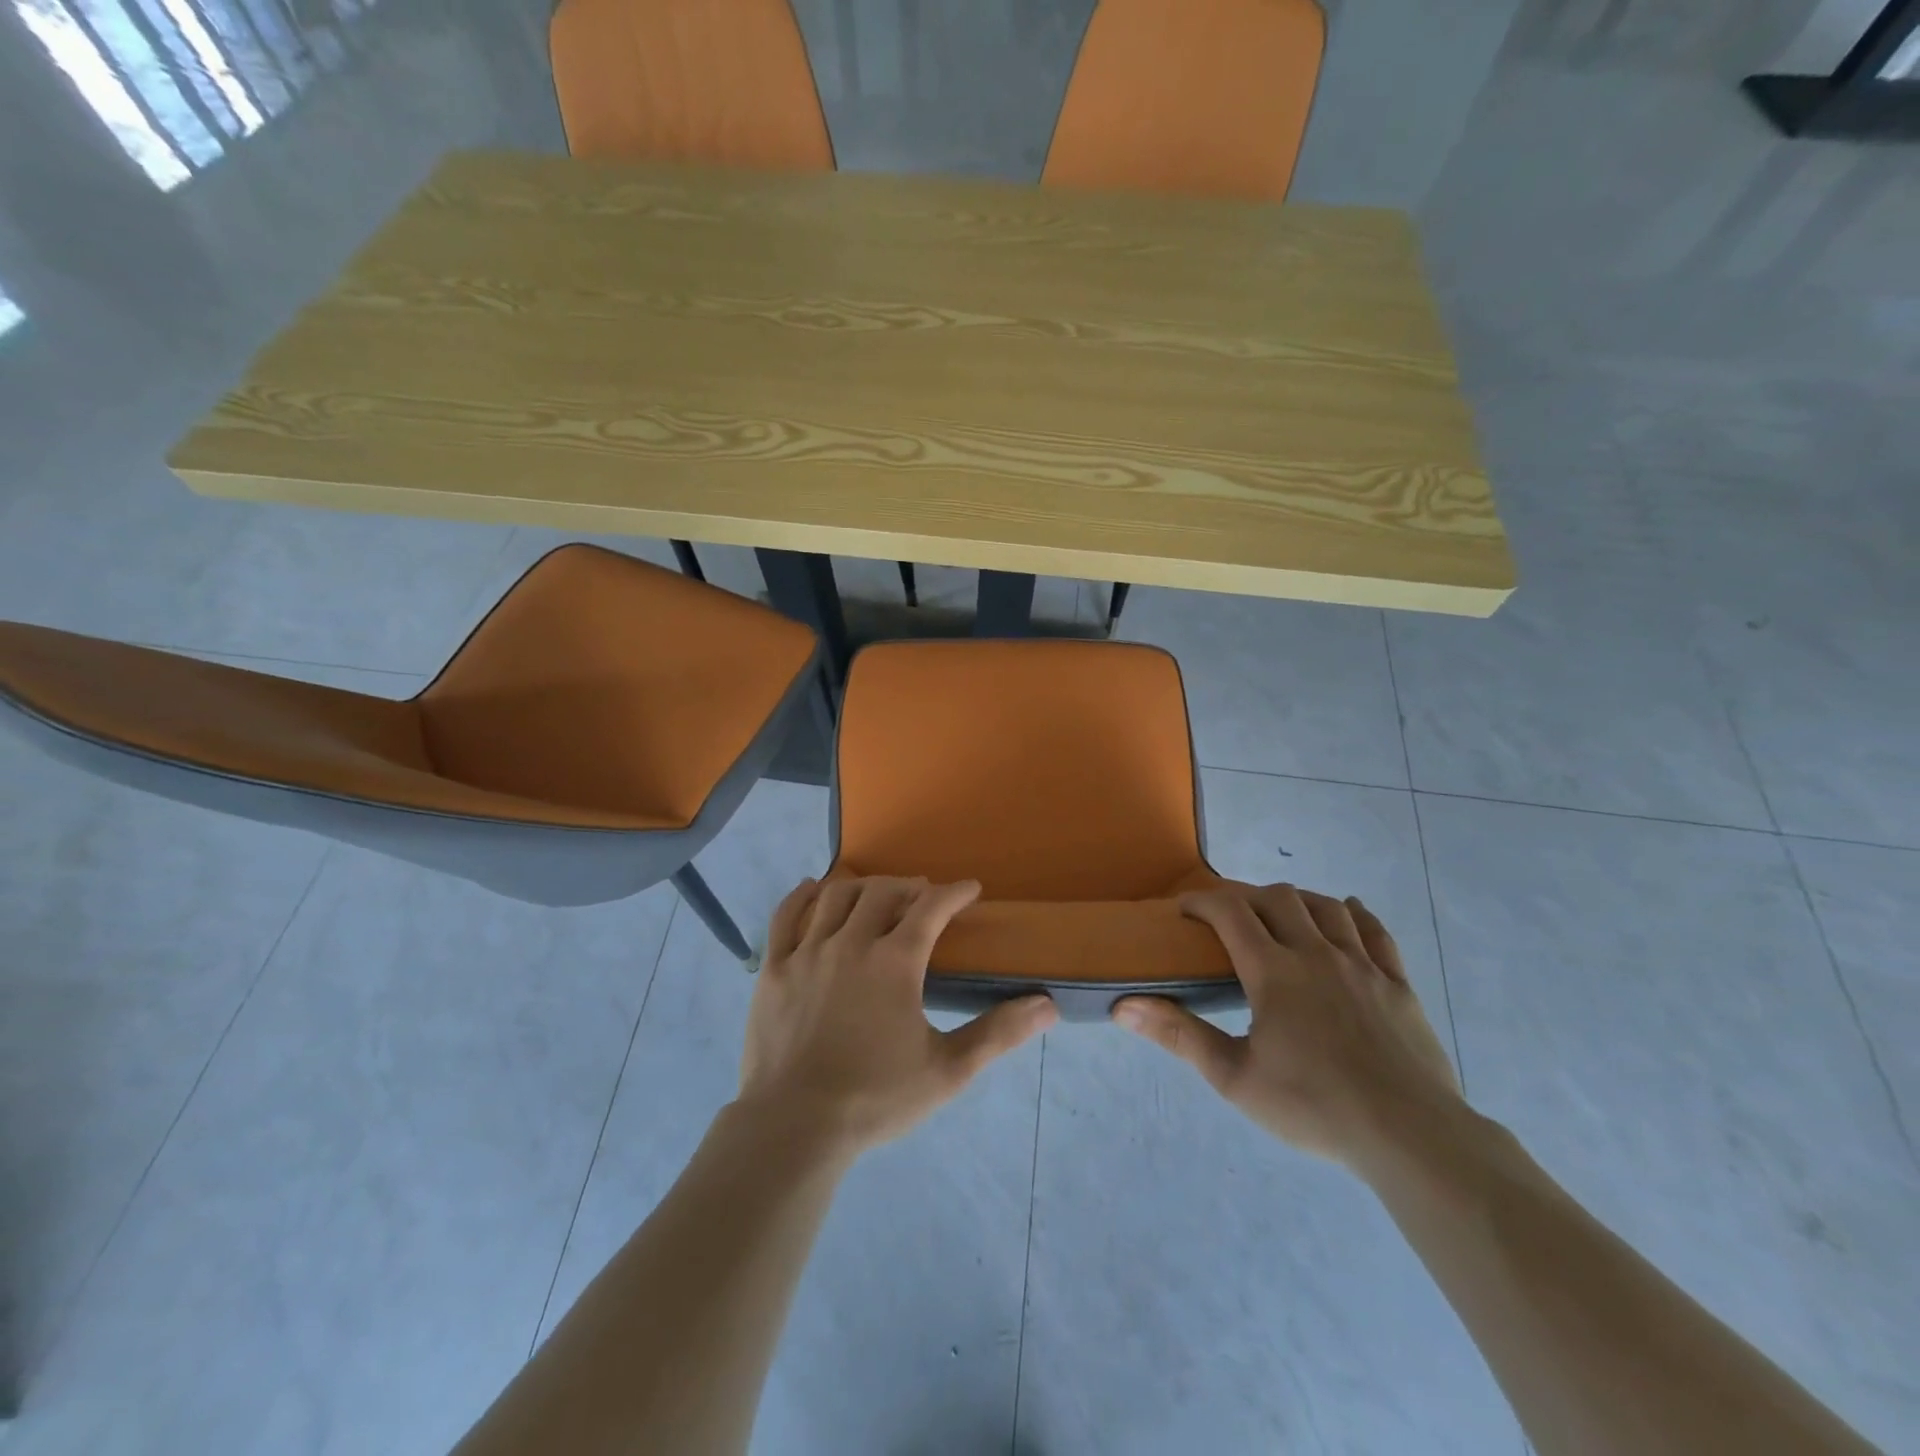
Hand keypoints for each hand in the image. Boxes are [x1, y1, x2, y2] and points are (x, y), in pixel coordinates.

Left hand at [737, 876, 1057, 1156]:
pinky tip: (813, 890)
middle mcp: (851, 943)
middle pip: (882, 892)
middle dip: (909, 886)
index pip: (932, 908)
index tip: (970, 889)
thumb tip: (1048, 1006)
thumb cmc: (875, 1098)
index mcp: (895, 962)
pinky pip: (786, 916)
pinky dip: (803, 896)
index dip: (955, 892)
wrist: (794, 1127)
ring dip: (862, 887)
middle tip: (923, 896)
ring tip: (876, 895)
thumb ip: (998, 1033)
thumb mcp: (947, 1071)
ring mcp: (807, 952)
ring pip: (836, 896)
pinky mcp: (773, 968)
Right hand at [1112, 884, 1462, 1169]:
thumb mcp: (1235, 1078)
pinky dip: (1355, 914)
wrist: (1410, 1136)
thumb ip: (1180, 1035)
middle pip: (1278, 898)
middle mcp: (1316, 953)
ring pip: (1326, 907)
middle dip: (1246, 897)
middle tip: (1229, 919)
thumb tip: (1123, 1006)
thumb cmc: (1314, 1106)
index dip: (1202, 900)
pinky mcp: (1398, 984)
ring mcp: (1362, 965)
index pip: (1230, 911)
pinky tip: (1347, 913)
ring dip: (1297, 900)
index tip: (1185, 910)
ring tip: (1281, 915)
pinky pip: (1376, 932)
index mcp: (1274, 971)